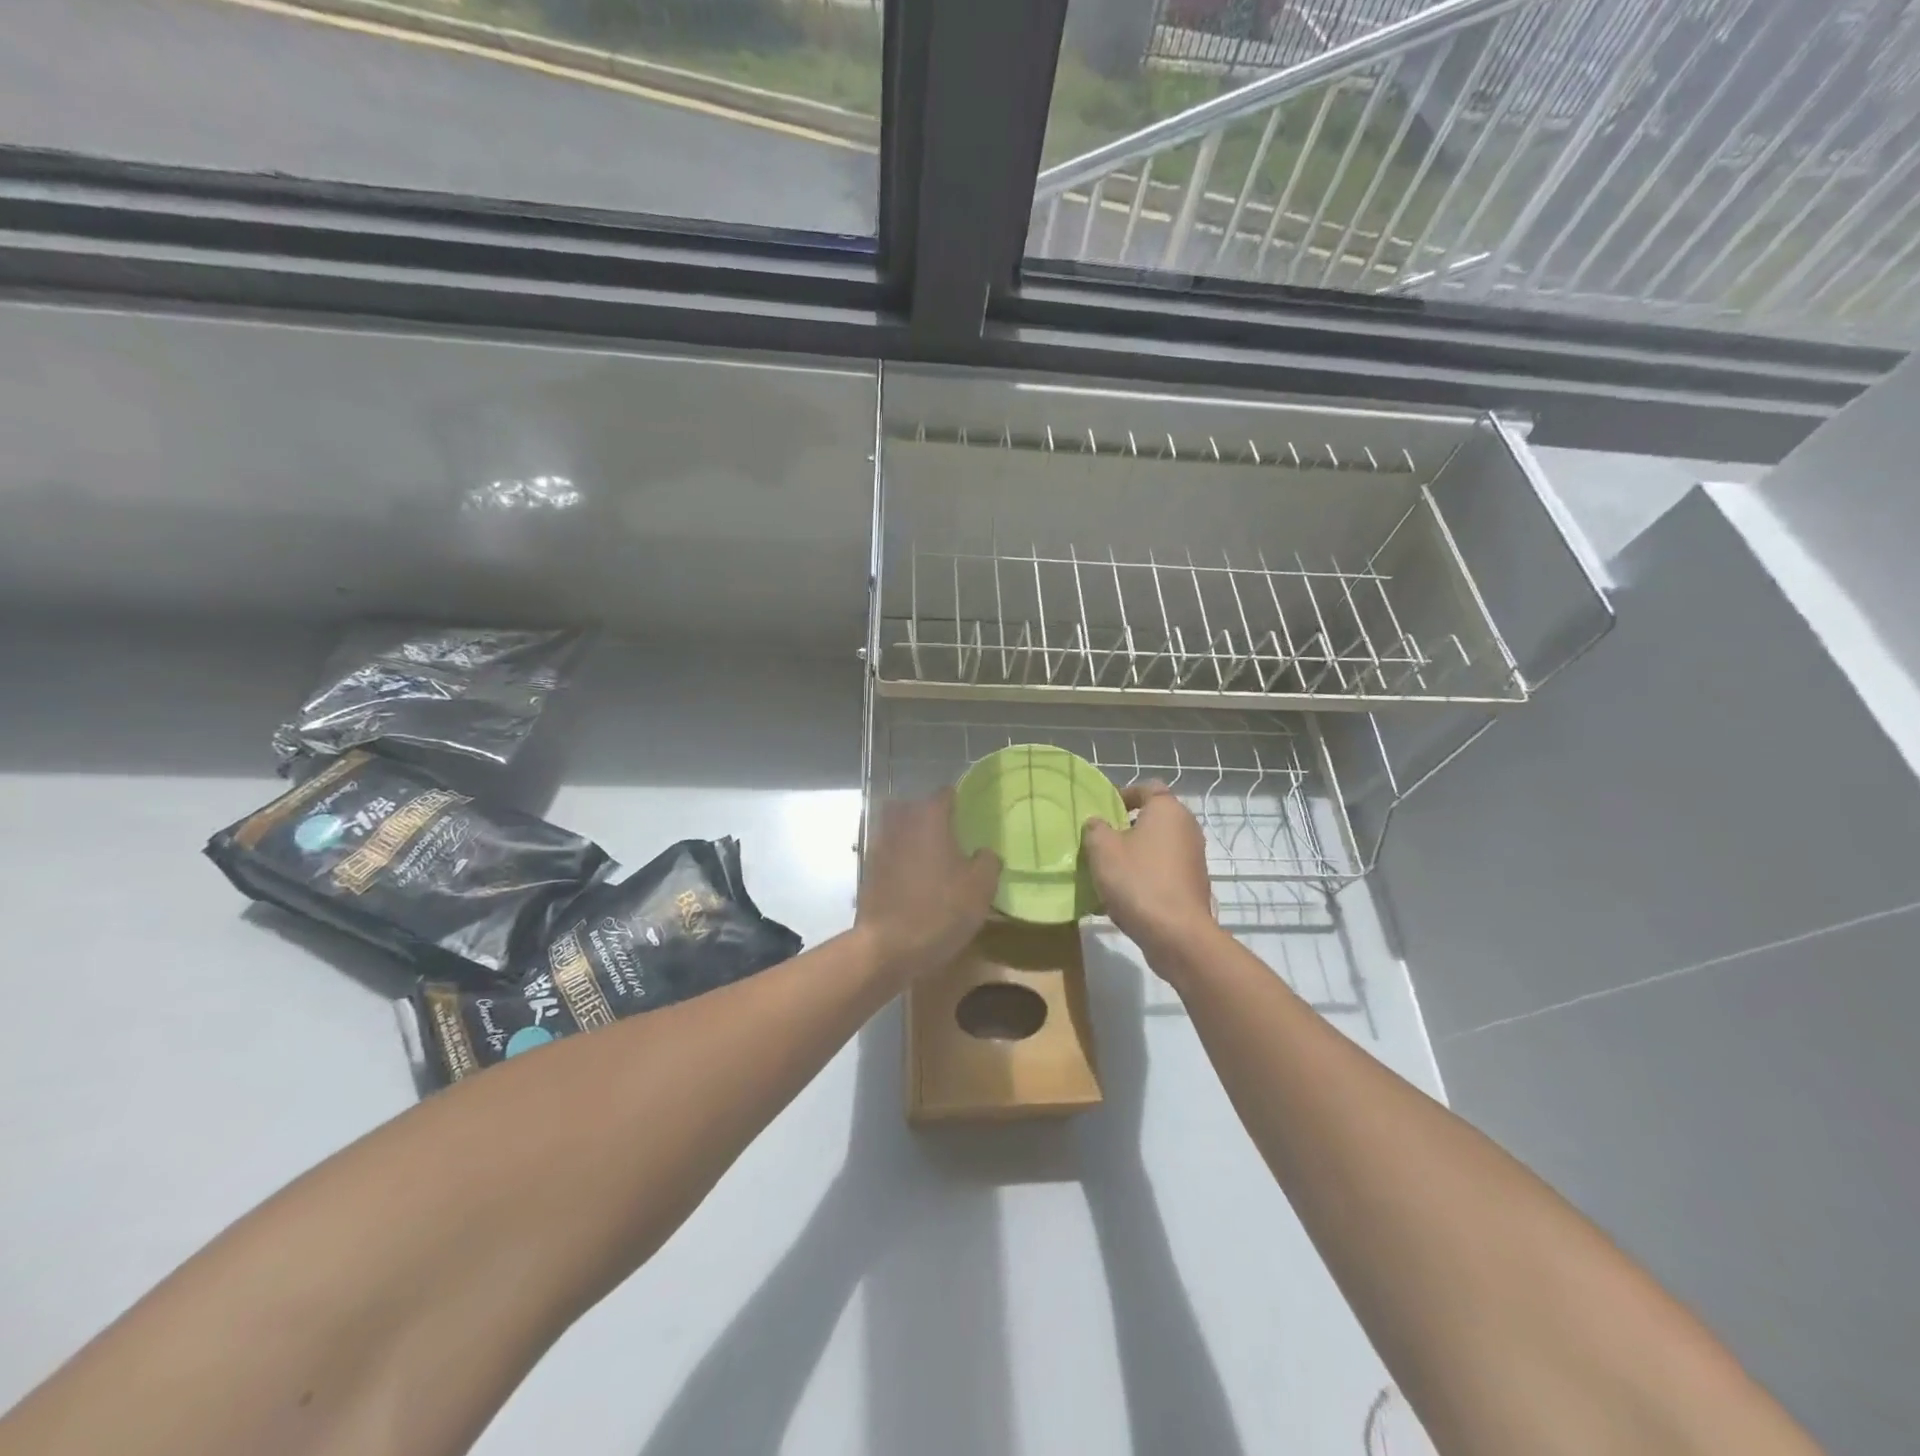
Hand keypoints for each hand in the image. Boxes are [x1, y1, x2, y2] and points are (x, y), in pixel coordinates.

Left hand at [856, 790, 1000, 981]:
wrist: (887, 946)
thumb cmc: (939, 911)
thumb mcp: (980, 888)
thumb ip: (988, 861)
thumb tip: (983, 853)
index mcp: (930, 818)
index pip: (944, 794)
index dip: (958, 801)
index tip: (970, 815)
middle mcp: (901, 822)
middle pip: (916, 806)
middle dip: (931, 816)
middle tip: (951, 835)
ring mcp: (879, 845)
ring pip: (898, 827)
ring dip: (912, 836)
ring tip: (932, 857)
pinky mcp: (868, 869)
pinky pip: (888, 852)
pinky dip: (899, 857)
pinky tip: (913, 878)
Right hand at [1082, 782, 1218, 969]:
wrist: (1176, 934)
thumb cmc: (1137, 881)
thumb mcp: (1102, 849)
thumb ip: (1096, 828)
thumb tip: (1098, 823)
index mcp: (1167, 810)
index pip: (1147, 787)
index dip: (1124, 794)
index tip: (1104, 810)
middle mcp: (1187, 828)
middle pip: (1154, 817)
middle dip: (1127, 826)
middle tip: (1102, 840)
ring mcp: (1194, 857)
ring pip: (1158, 845)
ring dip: (1136, 853)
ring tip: (1110, 869)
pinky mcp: (1194, 884)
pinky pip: (1165, 869)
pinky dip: (1147, 874)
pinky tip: (1126, 893)